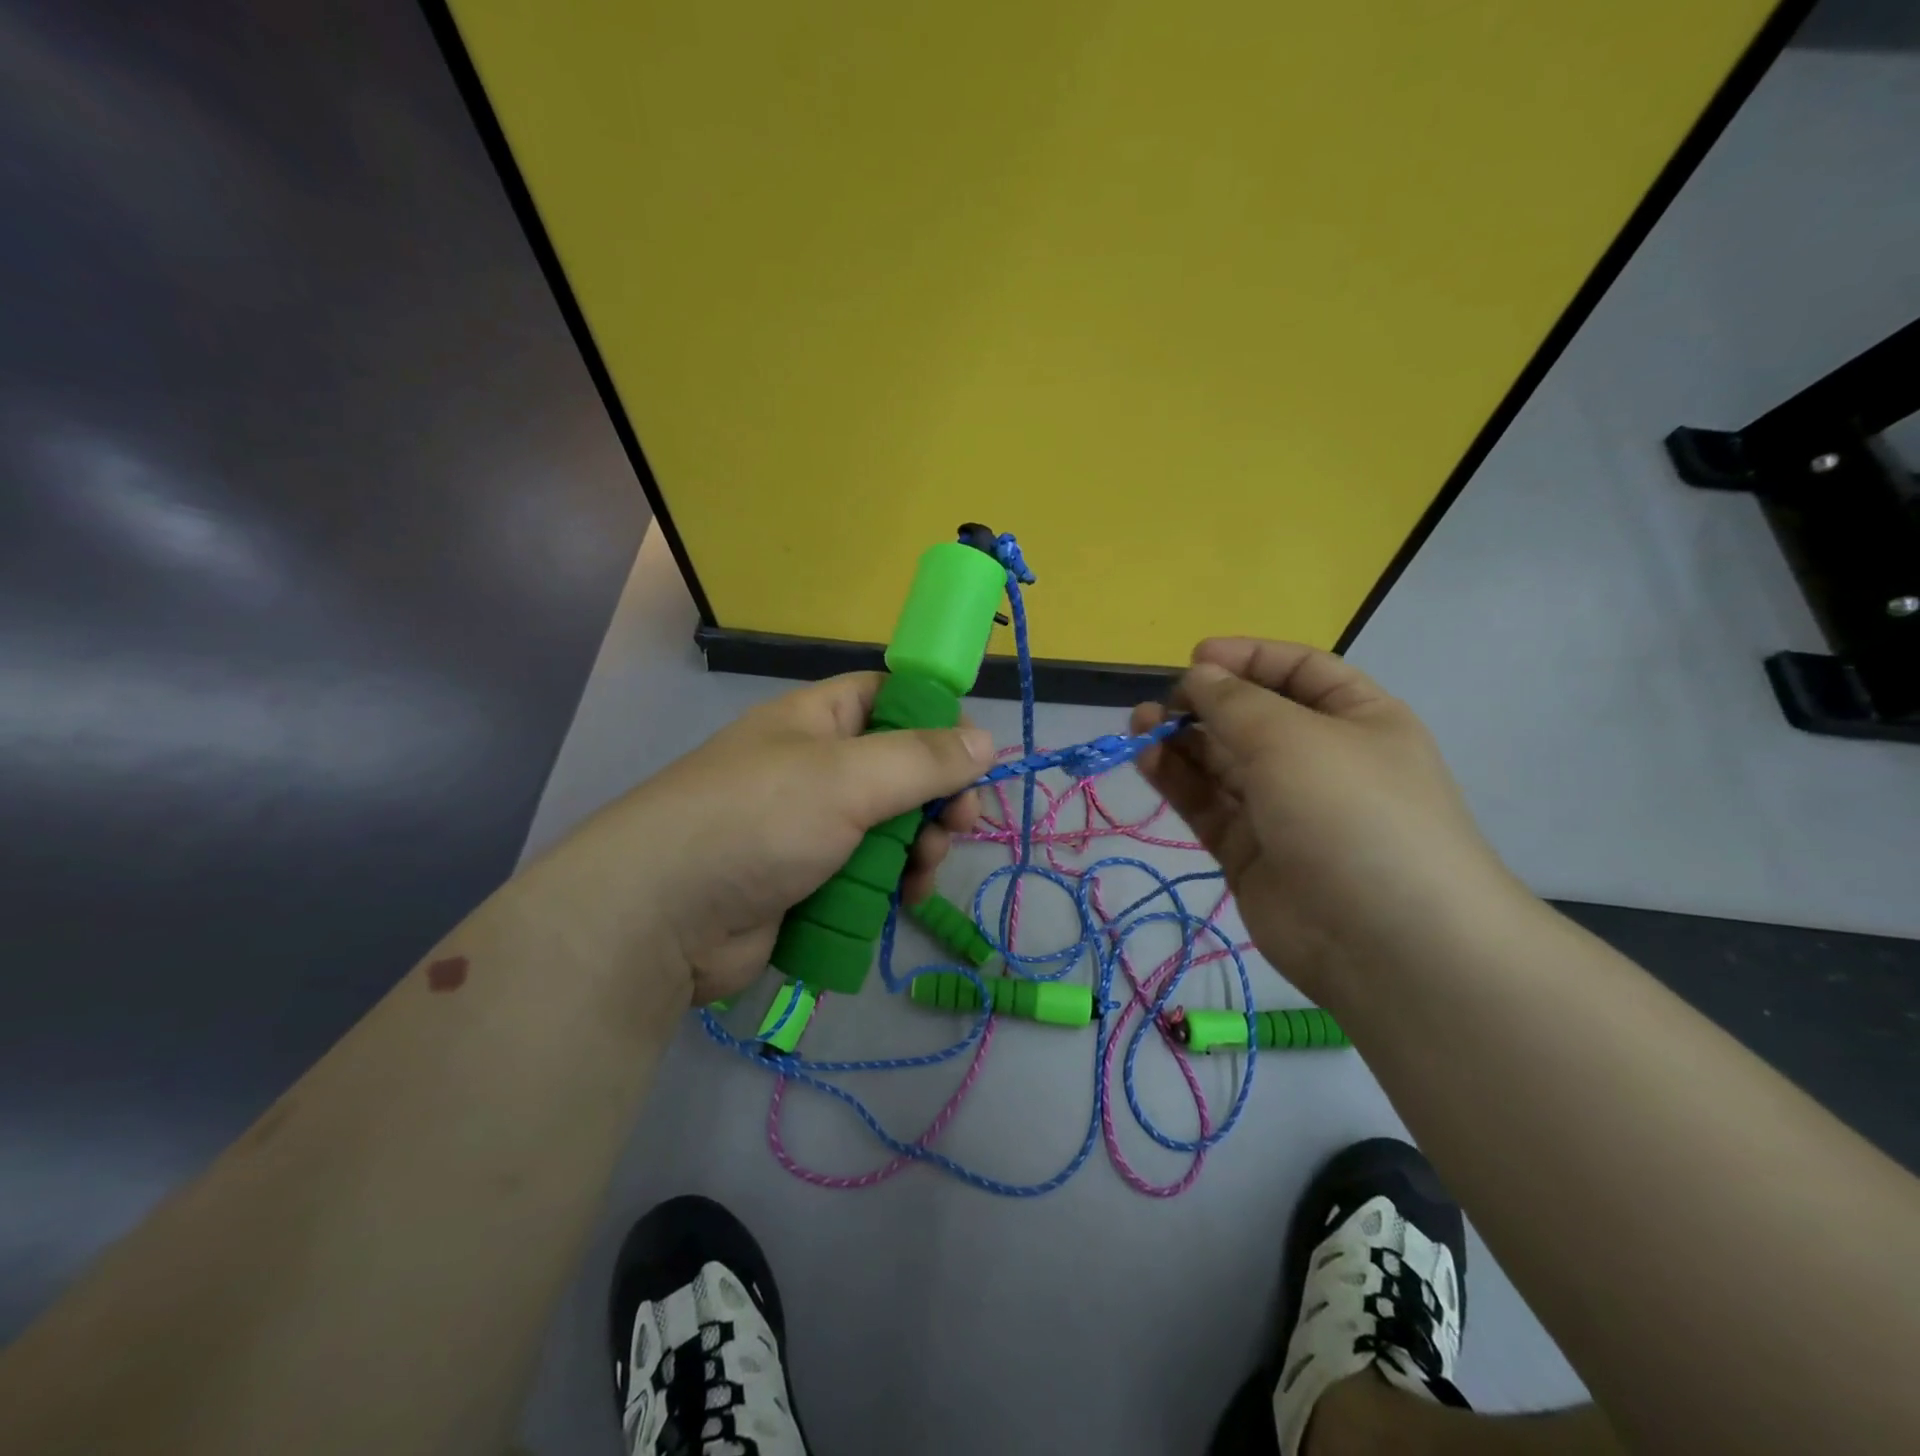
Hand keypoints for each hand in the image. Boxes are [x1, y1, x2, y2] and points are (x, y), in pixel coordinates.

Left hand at [536, 674, 990, 1005]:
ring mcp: (812, 827)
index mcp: (817, 721)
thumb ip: (923, 759)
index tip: (973, 756)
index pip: (890, 698)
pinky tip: (905, 901)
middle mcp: (817, 767)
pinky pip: (870, 872)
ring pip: (891, 827)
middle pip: (901, 769)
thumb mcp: (848, 778)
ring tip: (922, 873)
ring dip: (919, 847)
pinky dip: (893, 884)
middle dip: (938, 797)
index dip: (936, 719)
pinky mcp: (809, 881)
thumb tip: (985, 739)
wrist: (661, 918)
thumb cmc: (757, 822)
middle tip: (960, 825)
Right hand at [1131, 638, 1519, 1004]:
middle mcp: (1320, 760)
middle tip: (1157, 705)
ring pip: (1222, 764)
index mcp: (1356, 719)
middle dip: (1203, 704)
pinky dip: (1178, 782)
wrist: (1388, 944)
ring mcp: (1284, 810)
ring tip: (1139, 727)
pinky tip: (1147, 761)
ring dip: (1181, 742)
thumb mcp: (1293, 737)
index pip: (1298, 671)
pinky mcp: (1251, 853)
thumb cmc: (1352, 812)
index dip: (1247, 658)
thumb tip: (1198, 675)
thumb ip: (1235, 702)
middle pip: (1252, 718)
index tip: (1195, 657)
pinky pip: (1209, 805)